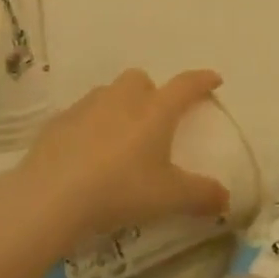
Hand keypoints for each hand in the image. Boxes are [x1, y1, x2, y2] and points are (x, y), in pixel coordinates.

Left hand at [9, 68, 231, 250]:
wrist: (52, 195)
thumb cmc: (120, 189)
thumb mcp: (168, 198)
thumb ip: (201, 195)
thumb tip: (226, 198)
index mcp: (155, 110)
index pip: (185, 85)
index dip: (202, 81)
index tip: (213, 79)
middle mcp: (122, 98)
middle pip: (141, 80)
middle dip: (151, 93)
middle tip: (155, 121)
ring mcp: (87, 106)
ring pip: (109, 95)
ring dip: (119, 108)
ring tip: (120, 140)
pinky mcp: (58, 122)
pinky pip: (81, 116)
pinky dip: (90, 127)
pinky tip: (87, 154)